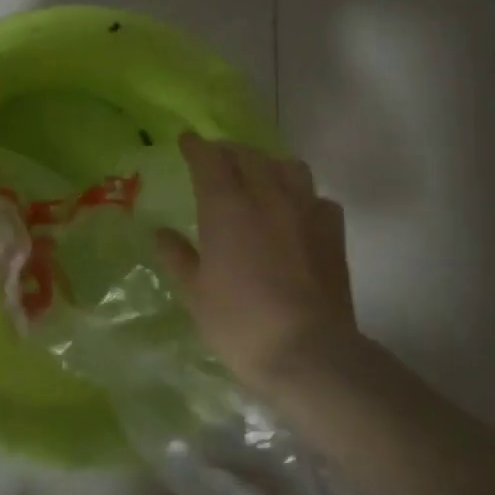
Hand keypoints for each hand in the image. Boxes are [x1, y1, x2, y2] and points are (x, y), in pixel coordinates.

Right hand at [156, 137, 371, 404]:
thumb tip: (161, 233)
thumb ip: (177, 256)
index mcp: (226, 206)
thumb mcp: (195, 293)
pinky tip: (296, 214)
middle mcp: (267, 196)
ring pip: (289, 167)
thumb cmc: (240, 323)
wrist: (310, 353)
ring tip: (259, 179)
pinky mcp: (333, 233)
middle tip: (217, 161)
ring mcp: (305, 211)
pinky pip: (318, 198)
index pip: (209, 158)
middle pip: (248, 156)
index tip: (186, 140)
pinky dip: (303, 197)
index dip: (196, 146)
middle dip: (229, 152)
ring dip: (269, 166)